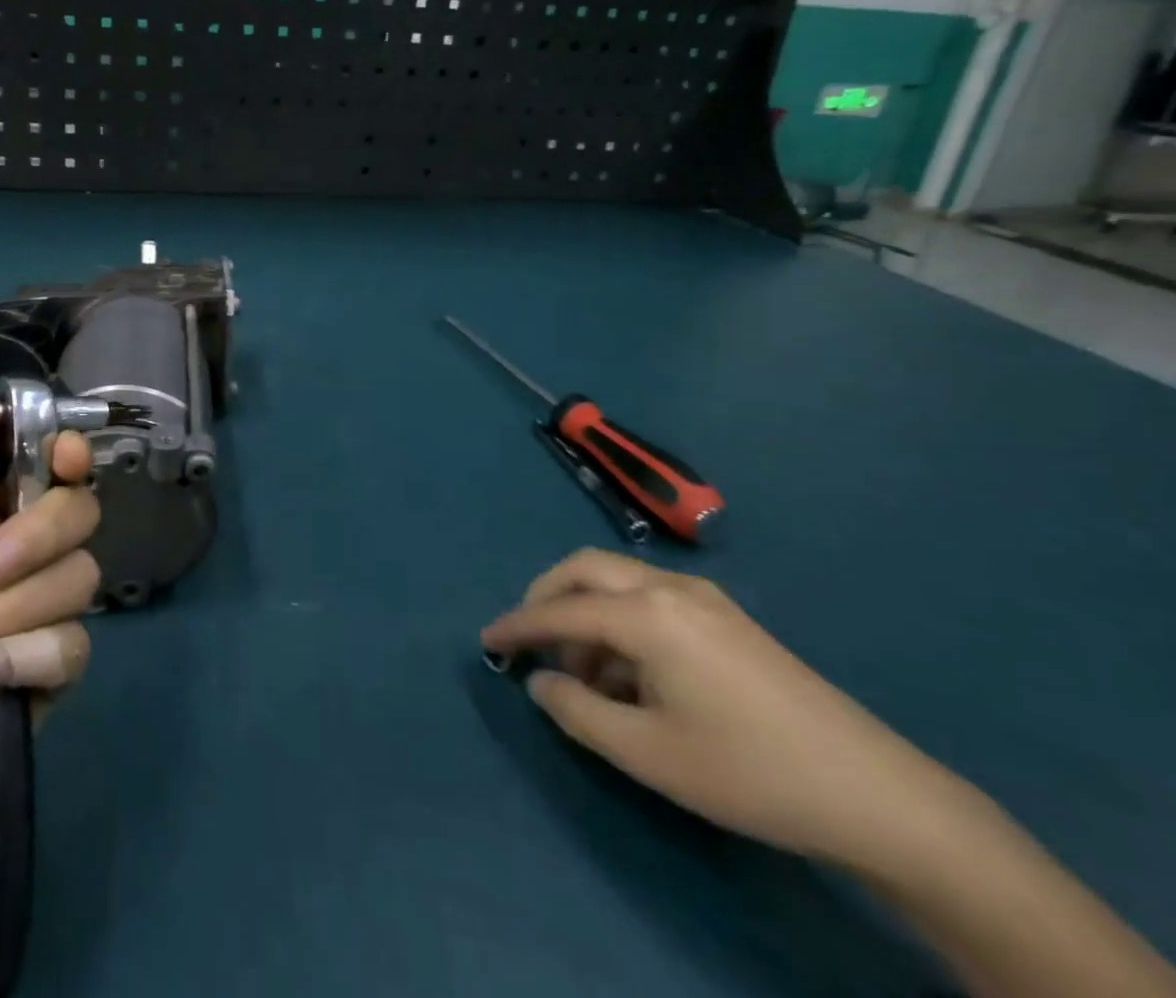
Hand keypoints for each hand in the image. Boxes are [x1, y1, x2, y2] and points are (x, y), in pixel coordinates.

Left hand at [0, 388, 100, 879]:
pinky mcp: (44, 673)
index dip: (67, 454)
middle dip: (39, 537)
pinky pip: (76, 646)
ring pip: (81, 579)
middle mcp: (12, 555)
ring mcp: (32, 615)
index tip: (68, 458)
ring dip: (21, 610)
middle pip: (78, 515)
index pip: (47, 465)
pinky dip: (33, 658)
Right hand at [481, 549, 955, 868]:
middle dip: (547, 598)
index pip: (561, 610)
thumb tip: (540, 682)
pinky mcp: (728, 619)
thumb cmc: (747, 771)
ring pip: (619, 581)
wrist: (876, 794)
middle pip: (585, 569)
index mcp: (646, 613)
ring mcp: (705, 598)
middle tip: (527, 639)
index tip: (486, 642)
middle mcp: (669, 588)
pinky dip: (621, 622)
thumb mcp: (646, 752)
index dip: (518, 626)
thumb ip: (577, 711)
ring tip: (585, 677)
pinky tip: (632, 675)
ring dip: (586, 613)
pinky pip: (650, 600)